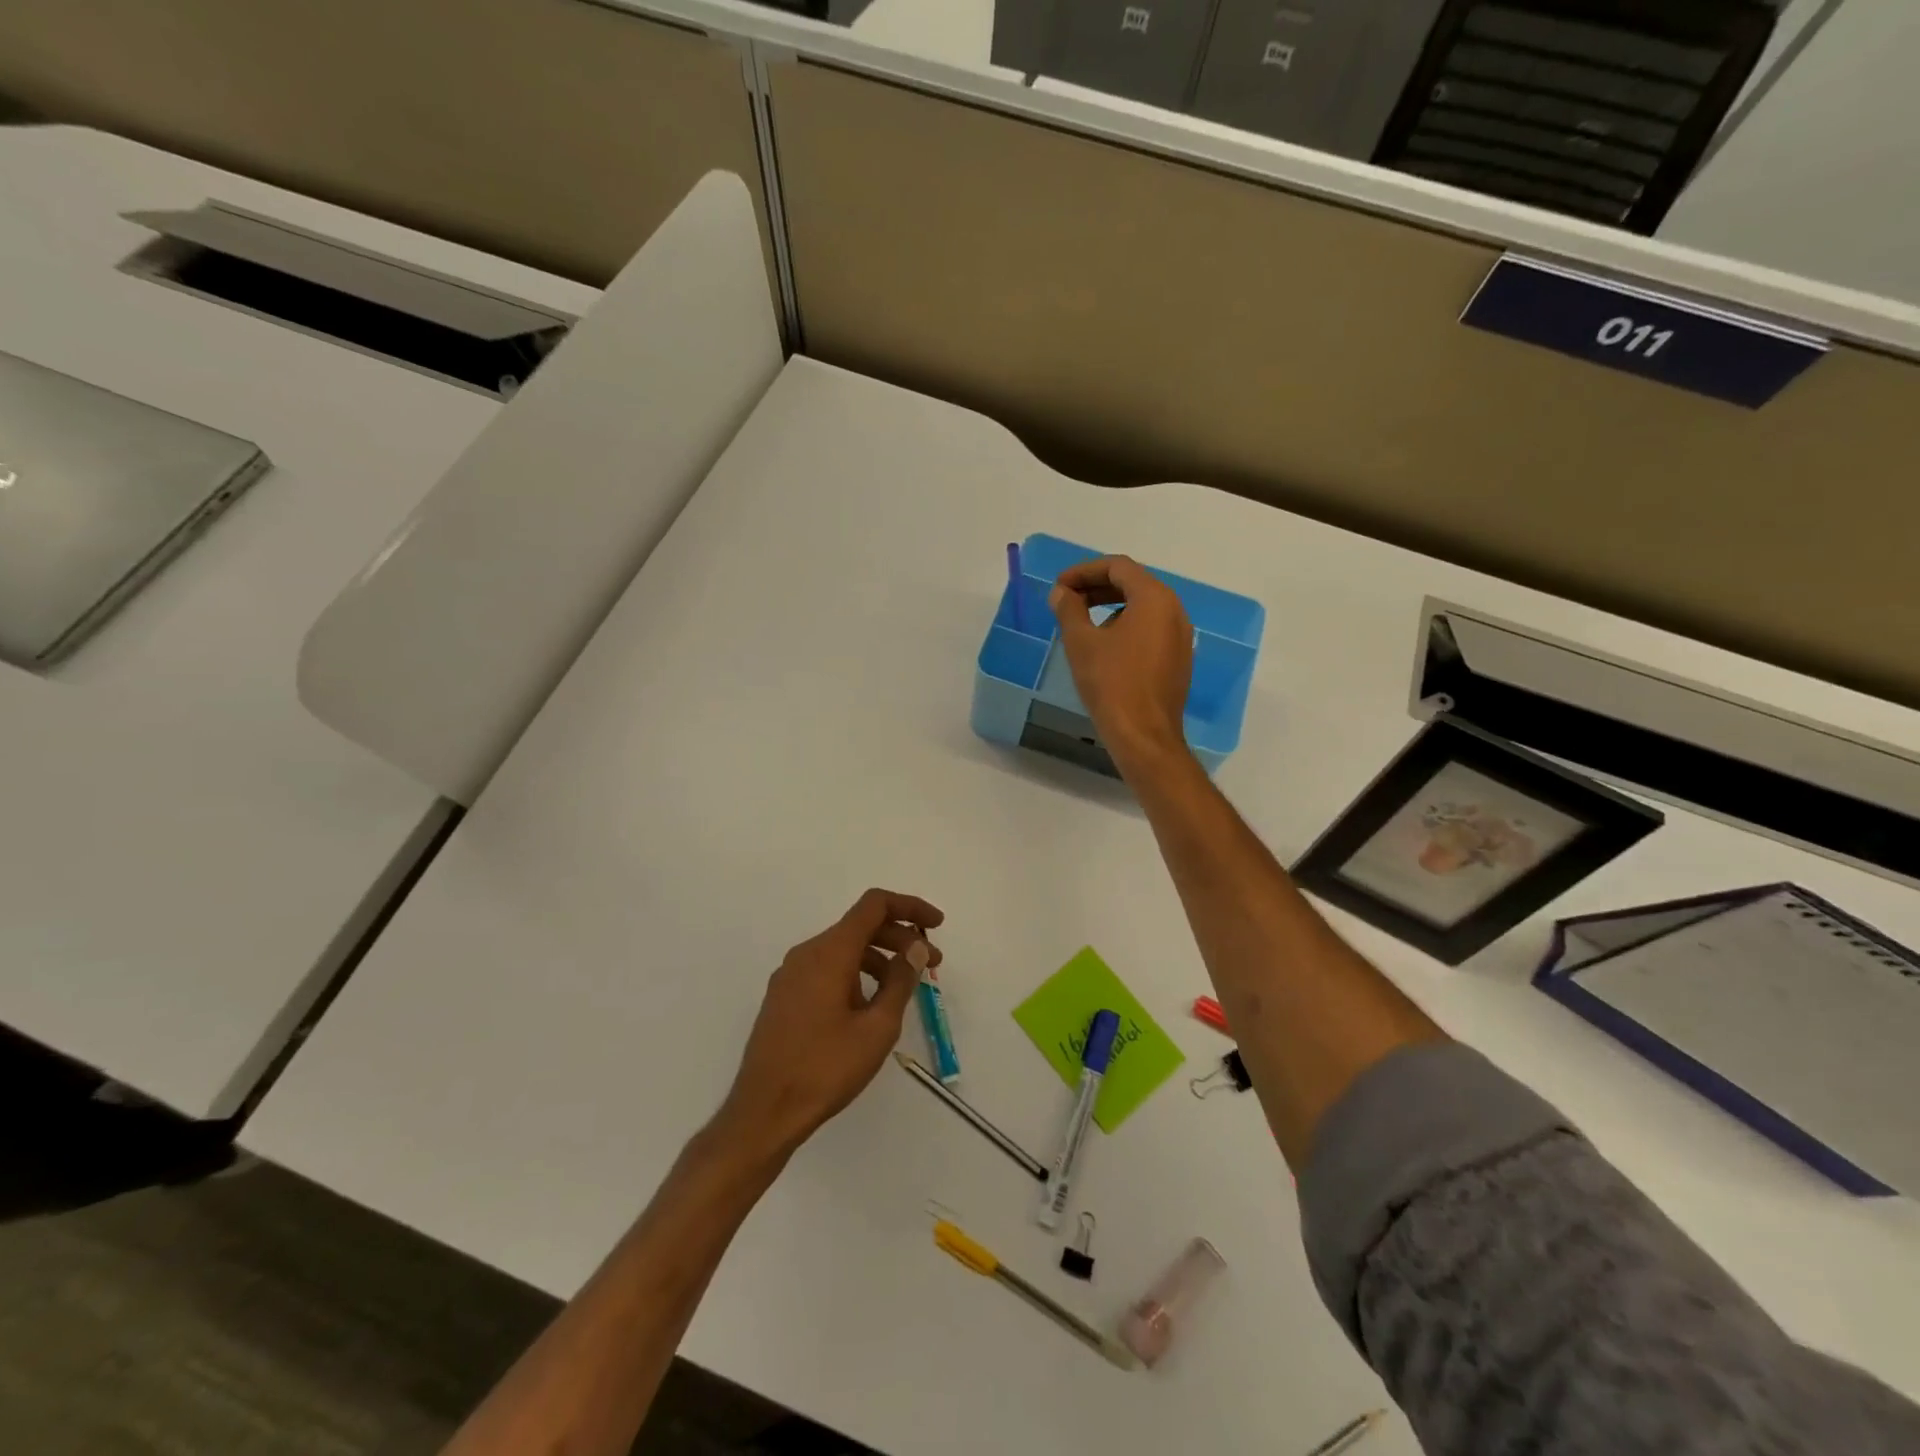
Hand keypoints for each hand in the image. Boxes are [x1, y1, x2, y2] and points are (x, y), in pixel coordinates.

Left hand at [717, 888, 944, 1159]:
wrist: (763, 1112)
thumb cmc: (825, 1069)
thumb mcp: (877, 1028)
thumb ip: (900, 981)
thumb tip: (916, 948)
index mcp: (829, 952)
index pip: (874, 905)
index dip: (910, 907)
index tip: (937, 926)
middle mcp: (806, 953)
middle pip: (860, 927)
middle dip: (900, 938)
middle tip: (932, 964)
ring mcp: (790, 975)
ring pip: (843, 949)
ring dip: (879, 959)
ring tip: (903, 990)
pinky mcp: (784, 997)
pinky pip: (826, 969)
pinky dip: (856, 974)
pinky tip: (869, 1007)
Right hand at [1049, 555, 1192, 769]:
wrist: (1143, 735)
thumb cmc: (1111, 683)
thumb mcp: (1081, 642)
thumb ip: (1069, 609)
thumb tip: (1061, 593)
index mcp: (1155, 598)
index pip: (1118, 567)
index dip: (1084, 571)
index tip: (1059, 586)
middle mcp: (1174, 610)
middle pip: (1133, 583)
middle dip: (1097, 587)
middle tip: (1066, 600)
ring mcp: (1180, 636)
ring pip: (1143, 606)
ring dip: (1110, 606)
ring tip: (1081, 622)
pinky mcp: (1178, 659)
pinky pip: (1150, 628)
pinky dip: (1126, 625)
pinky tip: (1104, 646)